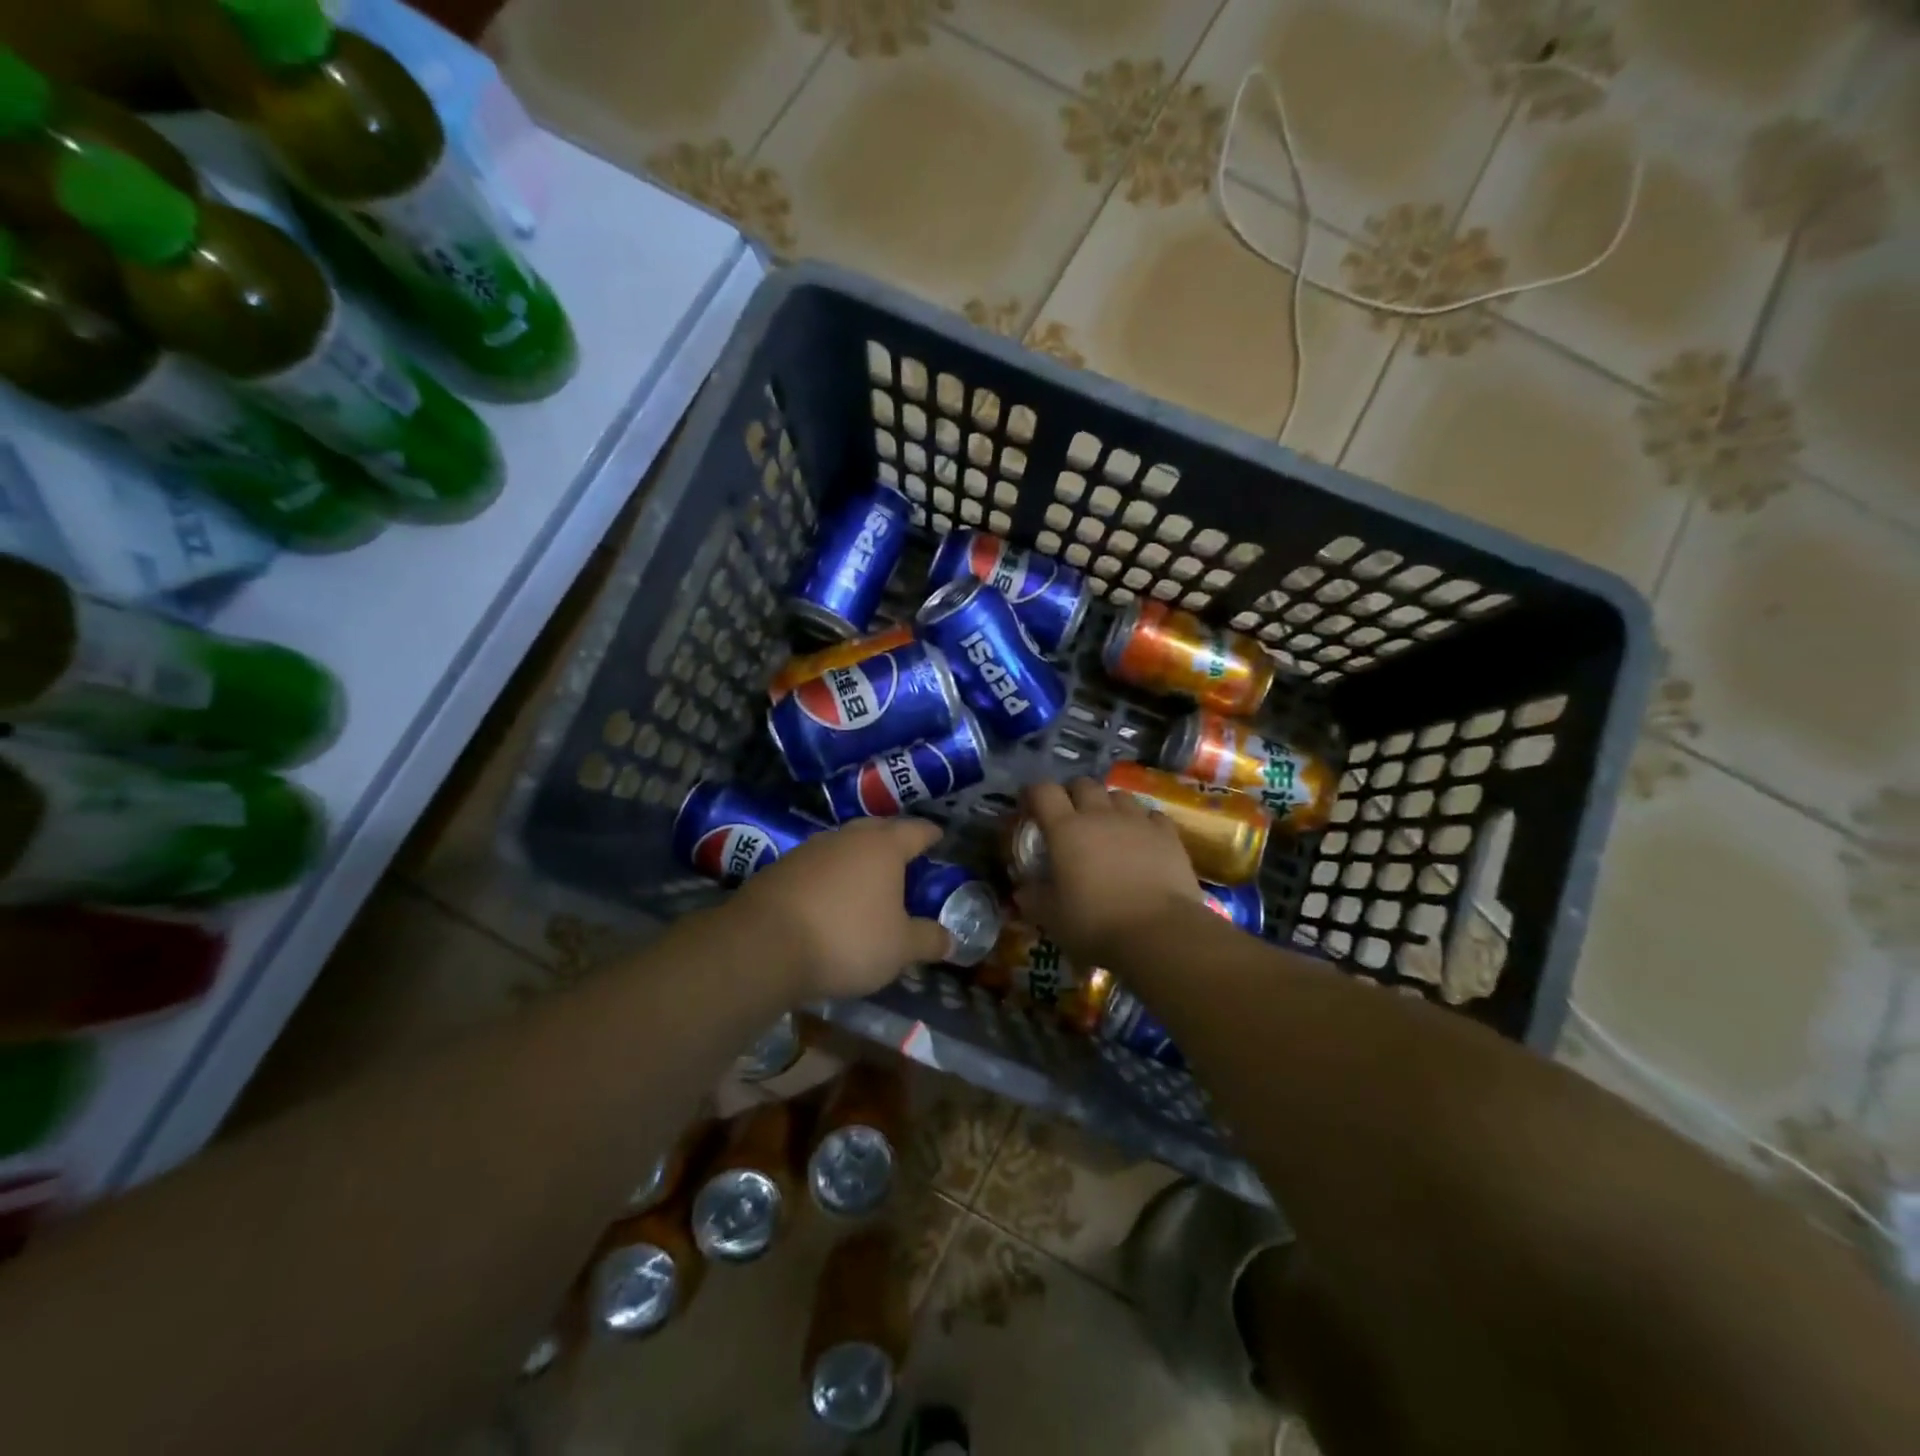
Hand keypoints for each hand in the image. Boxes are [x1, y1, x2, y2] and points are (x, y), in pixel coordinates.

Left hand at [731, 817, 951, 1000]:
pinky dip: (828, 876)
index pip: (915, 831)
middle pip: (876, 828)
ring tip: (866, 877)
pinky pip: (815, 866)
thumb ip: (927, 940)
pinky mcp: (779, 869)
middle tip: (904, 853)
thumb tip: (950, 940)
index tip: (939, 837)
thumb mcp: (899, 948)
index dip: (930, 834)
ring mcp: (808, 850)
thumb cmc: (847, 939)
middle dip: (892, 838)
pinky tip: (828, 897)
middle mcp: (846, 838)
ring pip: (842, 845)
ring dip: (856, 857)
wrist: (763, 945)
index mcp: (883, 847)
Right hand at [1014, 777, 1205, 967]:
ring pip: (1118, 795)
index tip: (1029, 808)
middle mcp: (1100, 814)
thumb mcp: (1051, 917)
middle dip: (1072, 794)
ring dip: (1108, 805)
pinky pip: (1151, 815)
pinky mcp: (1167, 834)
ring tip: (1107, 826)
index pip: (1043, 791)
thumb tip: (1022, 890)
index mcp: (1066, 829)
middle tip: (1070, 817)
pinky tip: (1142, 839)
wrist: (1159, 933)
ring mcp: (1137, 821)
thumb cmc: (1095, 924)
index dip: (1033, 794)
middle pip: (1083, 784)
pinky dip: (1142, 822)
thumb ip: (1033, 898)